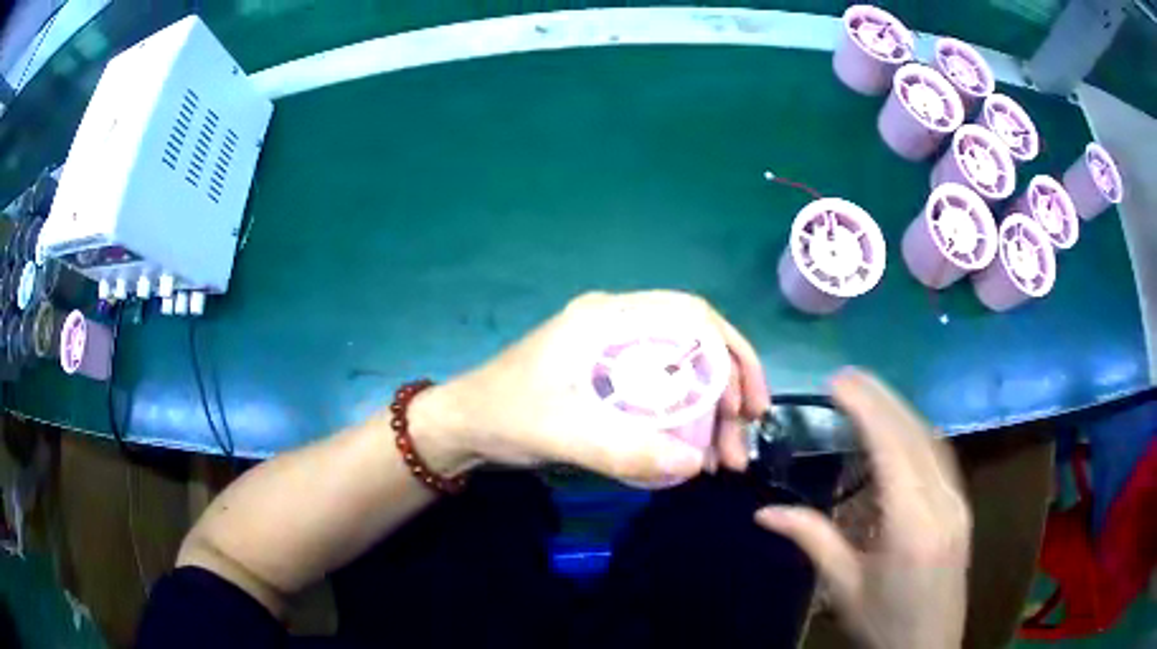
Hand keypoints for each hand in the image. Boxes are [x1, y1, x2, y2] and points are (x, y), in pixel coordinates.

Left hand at [420, 291, 769, 485]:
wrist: (464, 426)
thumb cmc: (505, 416)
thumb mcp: (561, 433)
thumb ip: (623, 449)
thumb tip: (693, 463)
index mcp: (608, 319)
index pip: (691, 316)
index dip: (731, 354)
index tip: (747, 405)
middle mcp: (617, 327)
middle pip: (694, 347)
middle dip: (728, 393)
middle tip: (739, 444)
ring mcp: (614, 353)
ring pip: (682, 373)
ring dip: (709, 413)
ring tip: (721, 461)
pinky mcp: (609, 380)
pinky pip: (662, 392)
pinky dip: (684, 421)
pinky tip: (691, 454)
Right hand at [755, 370, 970, 648]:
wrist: (929, 645)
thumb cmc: (884, 621)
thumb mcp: (845, 585)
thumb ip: (812, 540)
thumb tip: (764, 513)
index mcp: (912, 524)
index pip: (892, 447)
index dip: (866, 408)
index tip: (837, 381)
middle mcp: (942, 501)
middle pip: (915, 434)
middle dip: (881, 399)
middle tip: (847, 378)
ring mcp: (958, 501)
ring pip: (932, 440)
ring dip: (901, 411)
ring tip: (869, 395)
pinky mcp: (961, 505)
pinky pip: (940, 456)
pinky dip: (916, 432)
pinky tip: (900, 431)